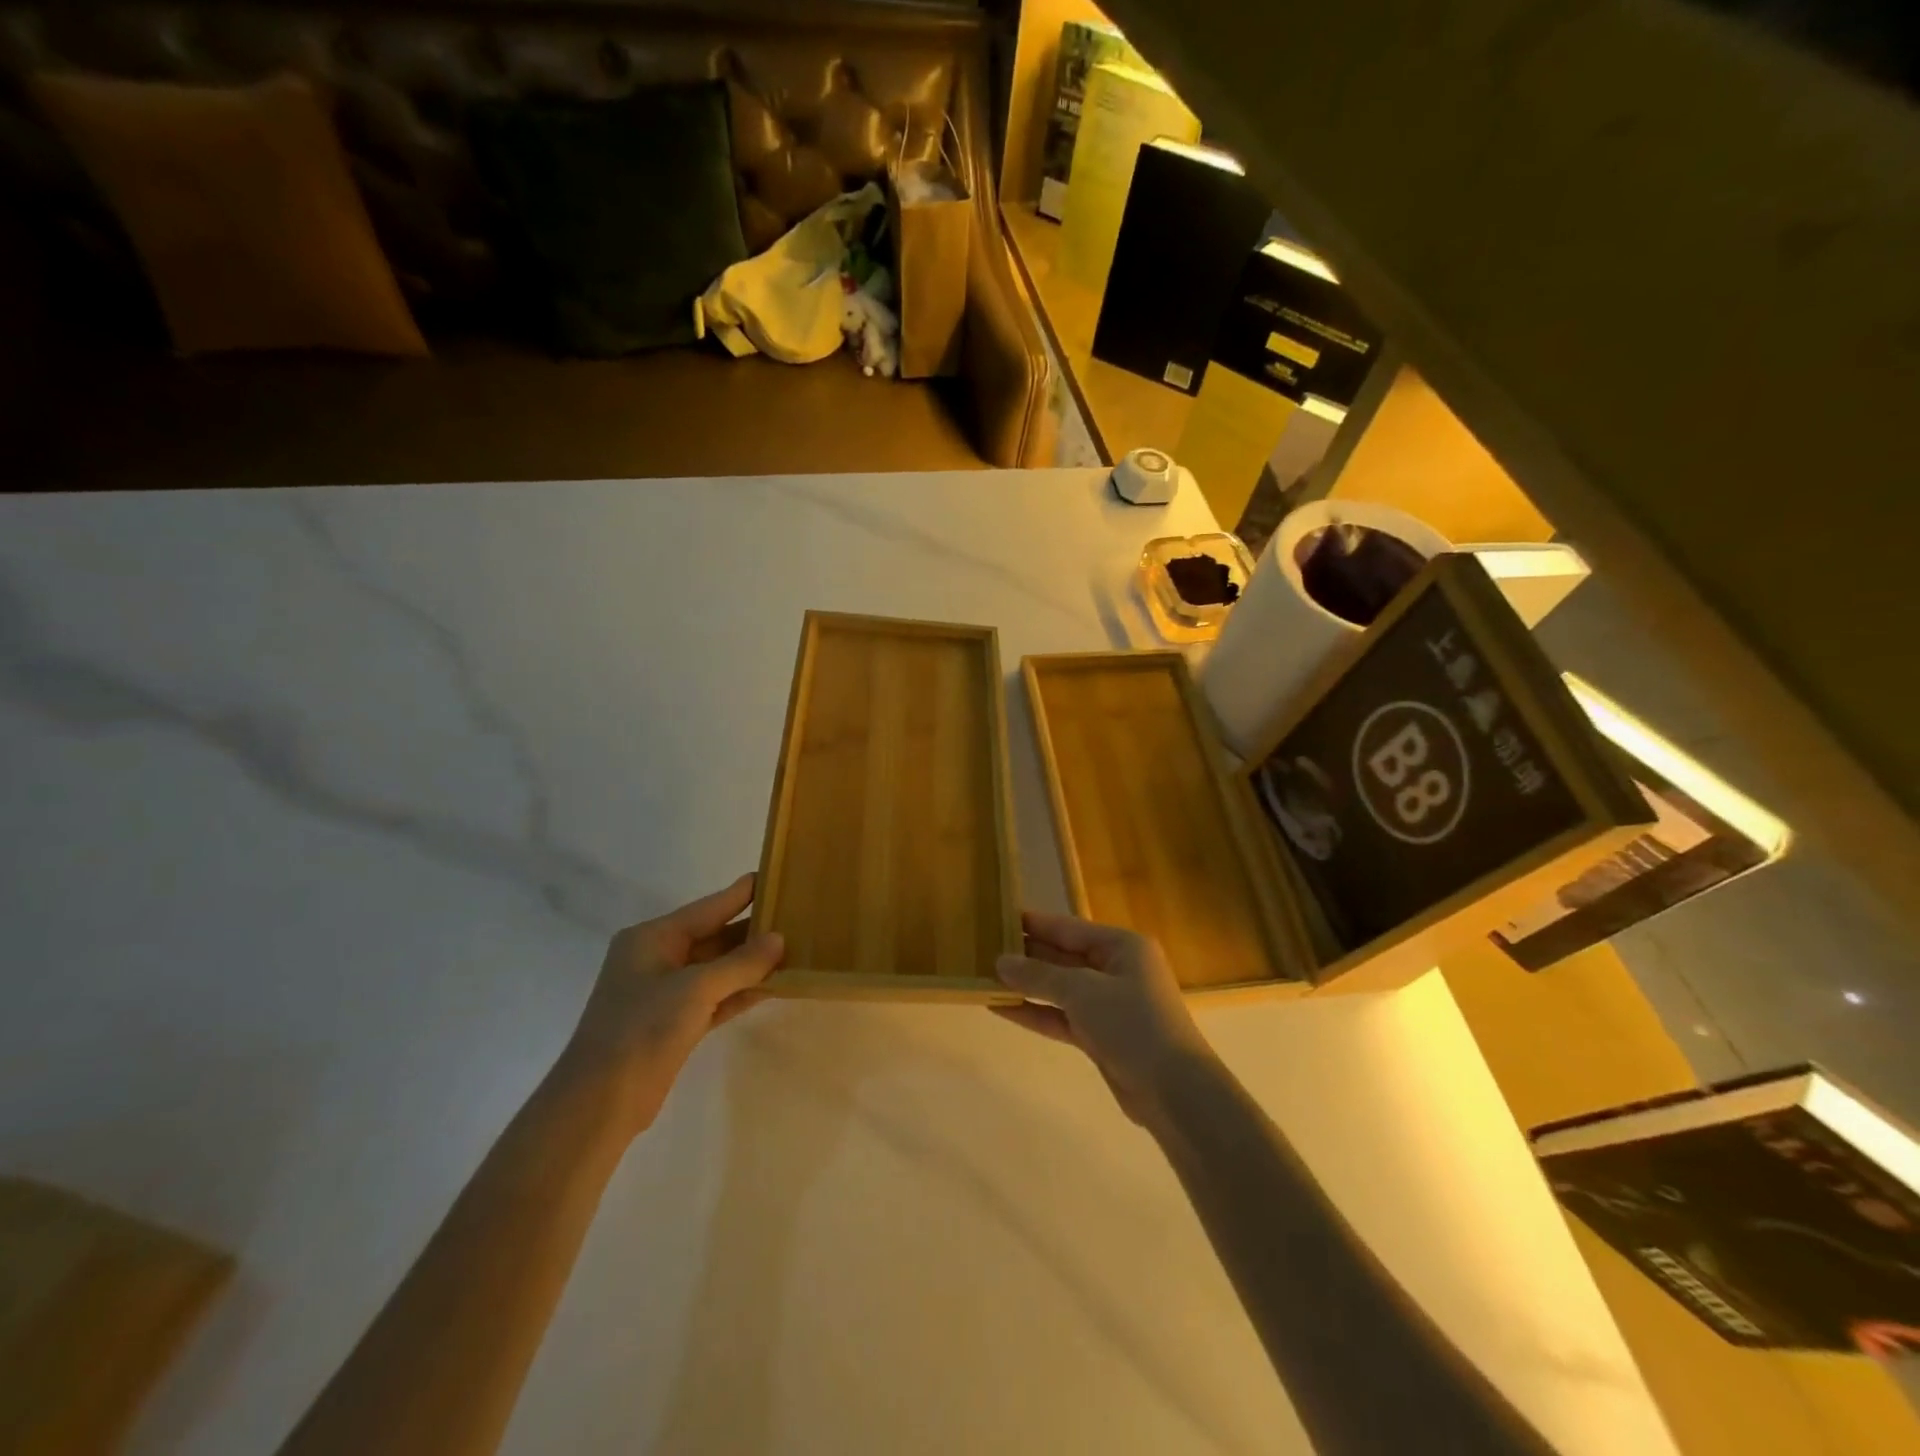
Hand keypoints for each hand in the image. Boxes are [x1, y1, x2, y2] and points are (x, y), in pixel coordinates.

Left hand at [561, 874, 784, 1136]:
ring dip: (751, 963)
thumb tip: (779, 939)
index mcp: (652, 938)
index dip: (741, 893)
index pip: (707, 907)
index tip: (774, 875)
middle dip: (752, 930)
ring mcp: (666, 993)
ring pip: (718, 969)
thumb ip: (740, 963)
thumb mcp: (695, 988)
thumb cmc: (642, 1028)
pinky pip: (716, 997)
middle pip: (714, 937)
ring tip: (794, 947)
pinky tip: (775, 985)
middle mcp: (658, 958)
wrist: (600, 1102)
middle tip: (795, 915)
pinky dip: (742, 991)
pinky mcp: (675, 1023)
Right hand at [992, 910, 1215, 1127]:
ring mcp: (1109, 1005)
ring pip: (1060, 989)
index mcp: (1122, 946)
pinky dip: (1036, 1013)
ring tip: (986, 977)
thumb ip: (1040, 976)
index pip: (1069, 928)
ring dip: (1027, 986)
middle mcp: (1116, 970)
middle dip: (1027, 955)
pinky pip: (1062, 1017)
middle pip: (1064, 957)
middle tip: (985, 949)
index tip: (1000, 917)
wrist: (1174, 1091)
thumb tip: (1000, 962)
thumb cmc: (1132, 1023)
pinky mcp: (1101, 1036)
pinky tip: (1003, 1009)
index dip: (1035, 924)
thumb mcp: (1082, 991)